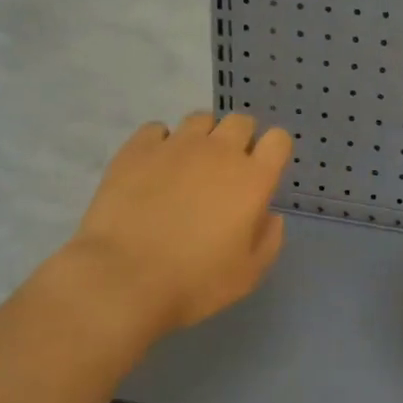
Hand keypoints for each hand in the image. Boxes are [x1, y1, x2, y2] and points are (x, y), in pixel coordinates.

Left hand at [66, 113, 293, 336]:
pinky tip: (153, 168)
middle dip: (240, 139)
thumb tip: (268, 214)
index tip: (262, 172)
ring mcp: (176, 144)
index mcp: (253, 178)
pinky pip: (157, 129)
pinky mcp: (138, 148)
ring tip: (189, 166)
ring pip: (200, 119)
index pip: (278, 140)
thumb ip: (268, 238)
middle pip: (241, 121)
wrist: (124, 278)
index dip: (273, 152)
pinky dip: (161, 143)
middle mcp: (219, 150)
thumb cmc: (195, 282)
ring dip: (203, 137)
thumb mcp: (249, 273)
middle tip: (226, 171)